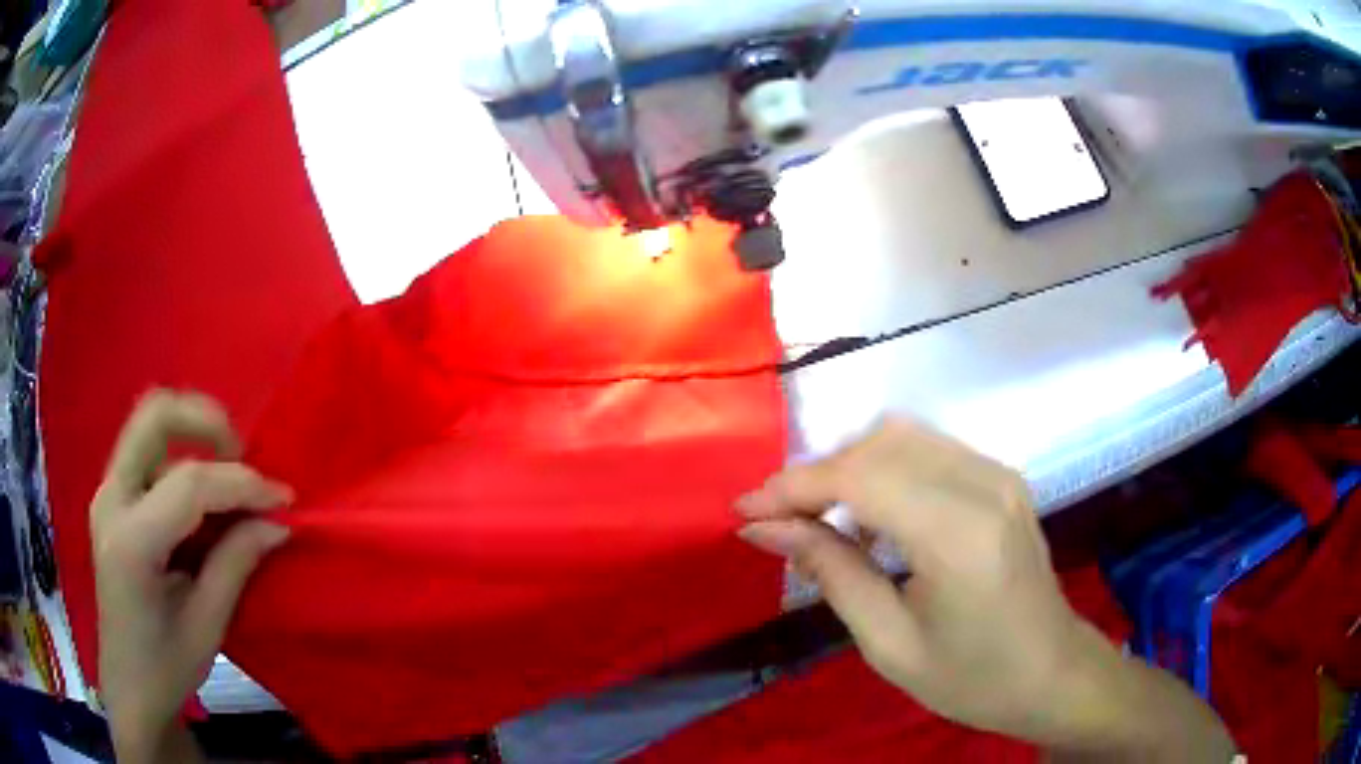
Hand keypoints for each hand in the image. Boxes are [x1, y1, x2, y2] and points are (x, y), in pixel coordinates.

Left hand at [92, 391, 291, 762]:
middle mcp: (111, 499)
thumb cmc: (166, 668)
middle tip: (243, 456)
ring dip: (194, 438)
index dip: (242, 483)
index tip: (284, 498)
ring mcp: (108, 493)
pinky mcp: (114, 498)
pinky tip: (206, 502)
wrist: (129, 686)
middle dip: (205, 421)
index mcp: (131, 542)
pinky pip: (149, 454)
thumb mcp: (207, 626)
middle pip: (153, 416)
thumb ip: (236, 563)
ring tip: (230, 482)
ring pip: (150, 427)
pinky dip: (183, 460)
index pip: (189, 484)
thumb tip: (276, 522)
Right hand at [737, 418, 1235, 759]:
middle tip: (778, 521)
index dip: (794, 486)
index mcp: (959, 536)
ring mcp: (999, 474)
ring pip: (903, 435)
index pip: (861, 477)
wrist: (1051, 672)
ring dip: (850, 466)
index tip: (744, 510)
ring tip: (820, 519)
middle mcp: (984, 485)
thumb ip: (829, 572)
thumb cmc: (970, 678)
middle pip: (880, 443)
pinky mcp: (1002, 477)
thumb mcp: (889, 643)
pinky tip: (873, 515)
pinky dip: (885, 468)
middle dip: (818, 475)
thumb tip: (763, 528)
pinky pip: (929, 450)